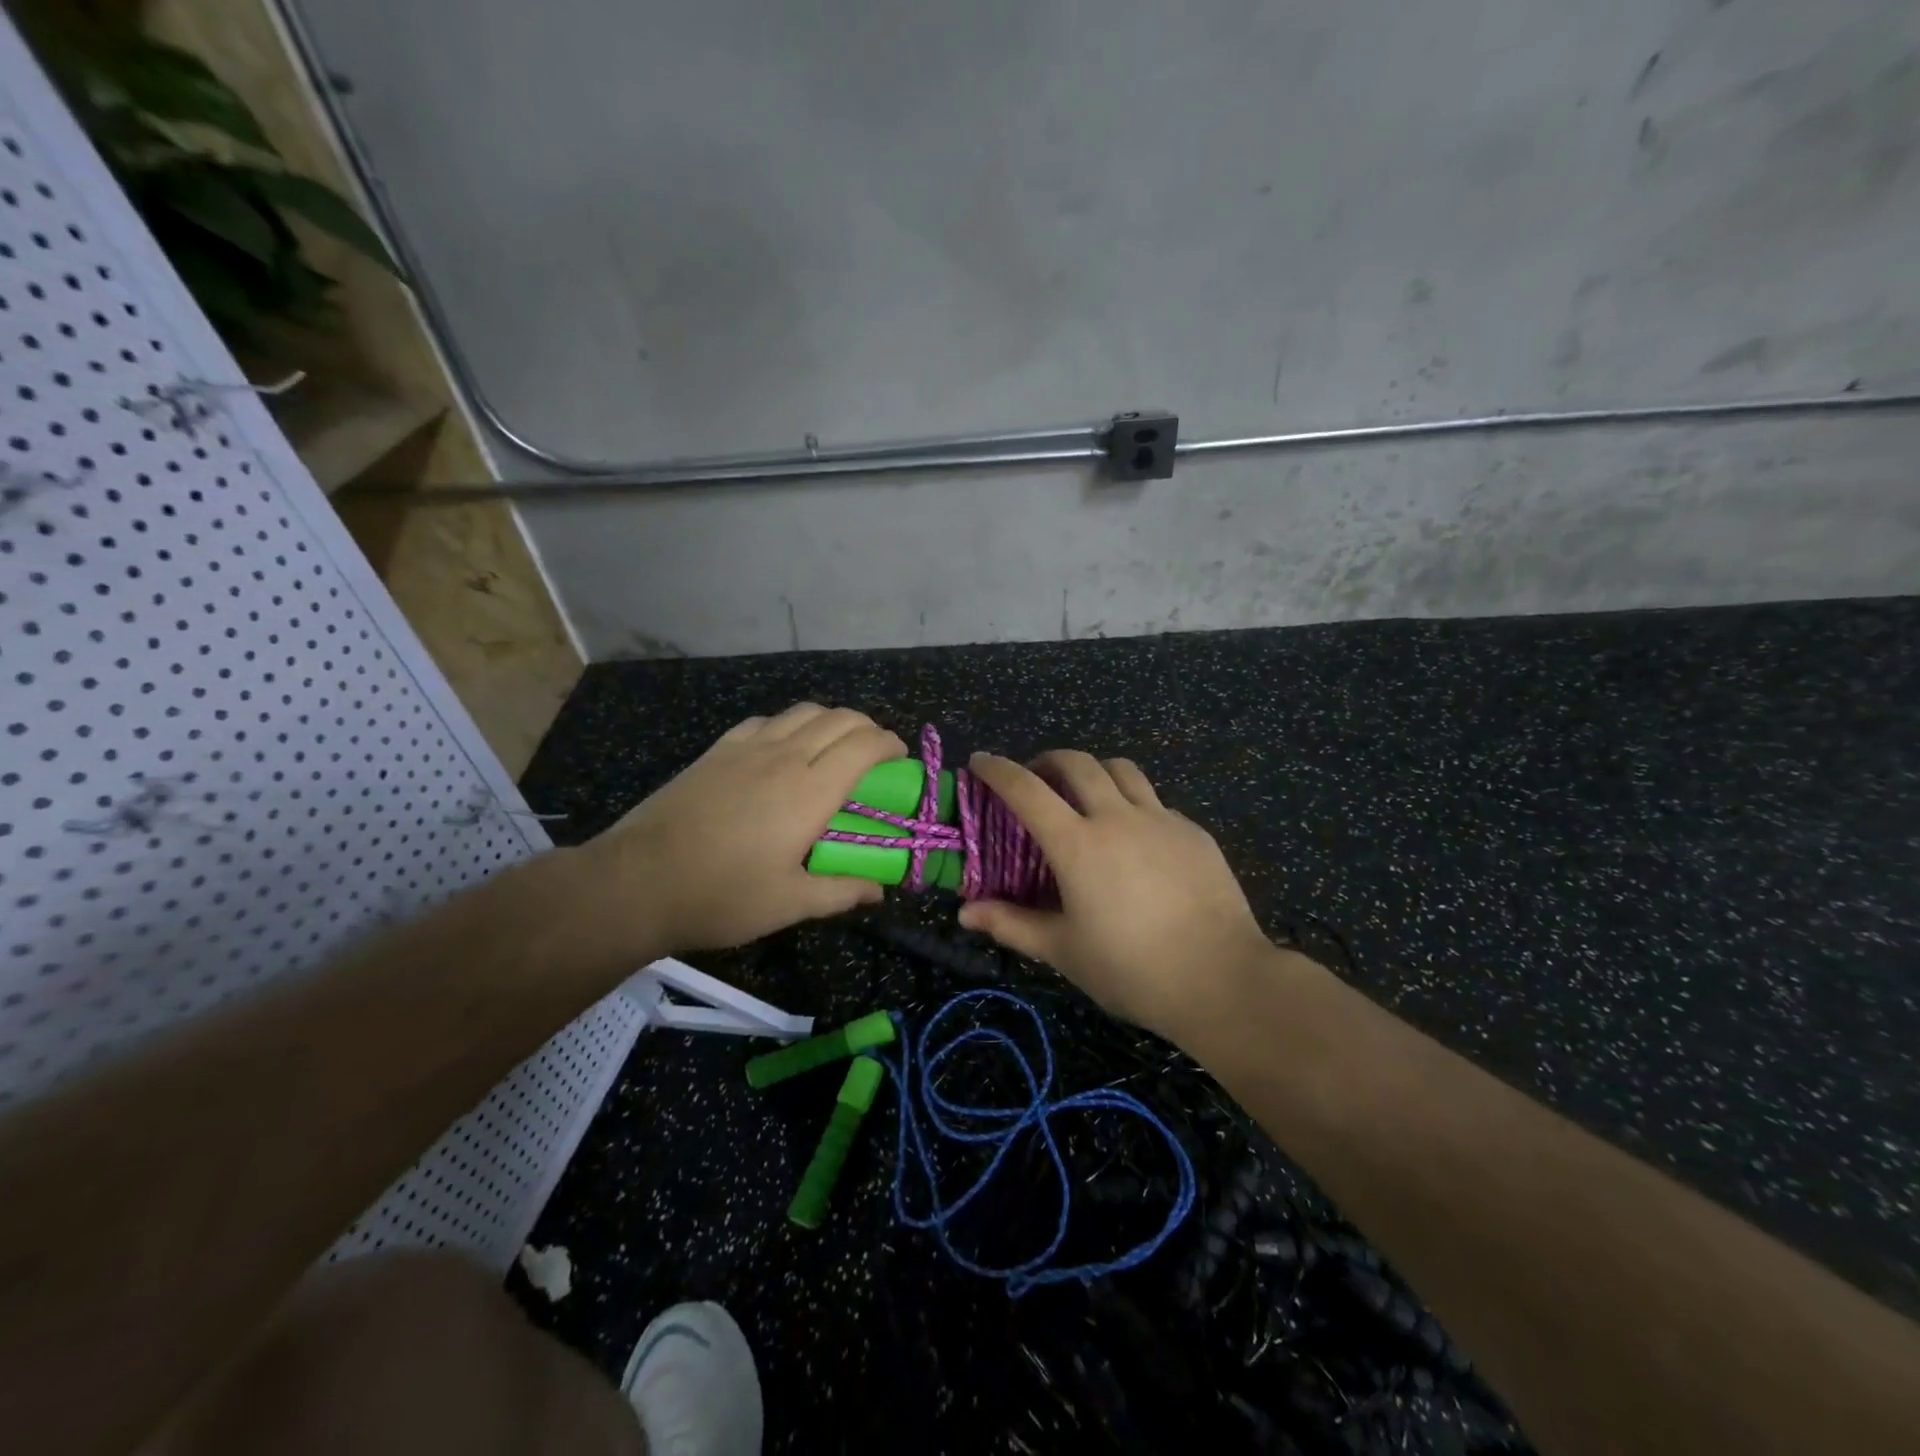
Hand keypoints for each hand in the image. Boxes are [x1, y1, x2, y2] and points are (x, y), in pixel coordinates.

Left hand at [580, 704, 905, 957]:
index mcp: (811, 791)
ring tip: (835, 745)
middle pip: (839, 718)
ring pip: (803, 712)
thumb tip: (878, 891)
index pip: (864, 745)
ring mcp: (748, 748)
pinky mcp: (718, 750)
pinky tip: (783, 748)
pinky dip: (790, 725)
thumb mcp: (790, 904)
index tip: (900, 758)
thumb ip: (841, 892)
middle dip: (867, 727)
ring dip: (831, 720)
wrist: (639, 881)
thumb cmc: (722, 895)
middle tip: (874, 753)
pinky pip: (766, 721)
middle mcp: (785, 757)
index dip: (889, 744)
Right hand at [957, 751, 1278, 1040]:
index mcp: (1077, 844)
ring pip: (1121, 770)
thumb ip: (1012, 924)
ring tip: (1084, 795)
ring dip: (1093, 771)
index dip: (998, 770)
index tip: (980, 761)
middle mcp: (1117, 817)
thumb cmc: (1131, 969)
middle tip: (1036, 779)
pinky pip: (1153, 801)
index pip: (1027, 789)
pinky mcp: (1193, 832)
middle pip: (1077, 763)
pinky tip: (1134, 838)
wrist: (1222, 979)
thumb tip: (965, 913)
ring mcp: (1161, 820)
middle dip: (1047, 760)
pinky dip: (1131, 804)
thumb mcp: (1063, 951)